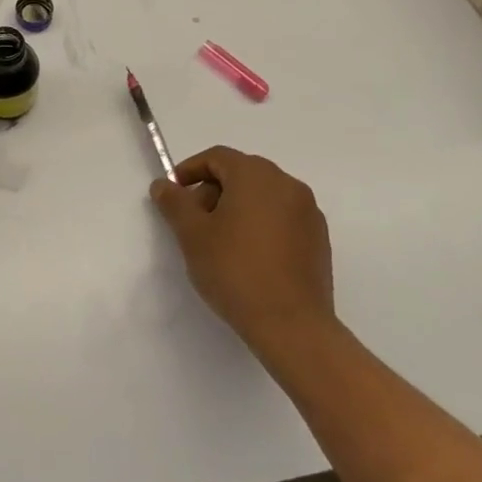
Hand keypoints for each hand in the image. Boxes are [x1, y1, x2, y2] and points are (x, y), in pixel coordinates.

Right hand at [149, 147, 334, 351]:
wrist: (291, 324)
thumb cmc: (235, 270)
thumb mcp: (192, 235)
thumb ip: (175, 203)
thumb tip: (163, 185)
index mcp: (256, 176)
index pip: (218, 157)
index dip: (190, 170)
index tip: (173, 194)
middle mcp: (287, 184)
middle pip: (242, 173)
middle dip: (213, 190)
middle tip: (193, 221)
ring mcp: (308, 212)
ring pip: (263, 195)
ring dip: (237, 207)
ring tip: (219, 241)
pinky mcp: (318, 239)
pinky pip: (282, 217)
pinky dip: (260, 224)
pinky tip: (247, 255)